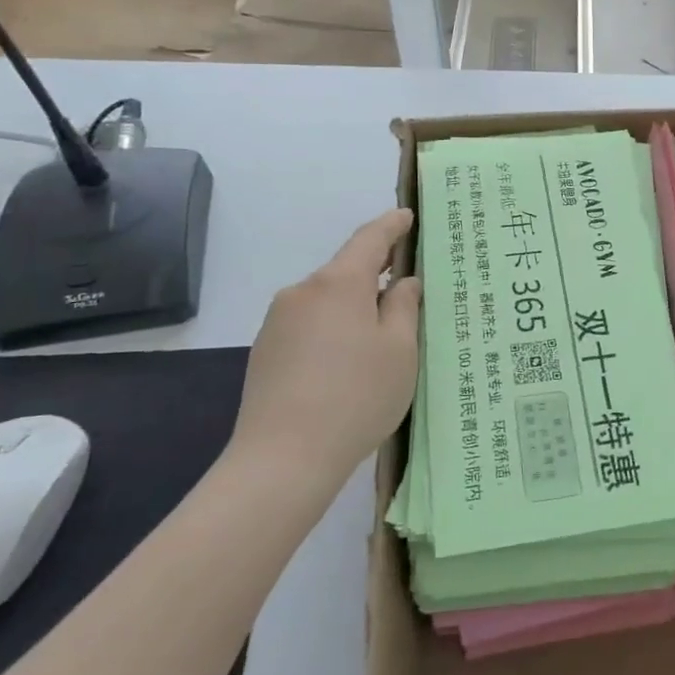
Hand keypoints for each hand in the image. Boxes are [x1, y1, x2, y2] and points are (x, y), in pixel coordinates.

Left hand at [229, 209, 421, 479]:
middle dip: (376, 273)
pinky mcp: (266, 350)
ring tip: (382, 337)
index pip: (370, 238)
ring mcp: (278, 321)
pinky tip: (348, 363)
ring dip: (355, 306)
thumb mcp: (400, 350)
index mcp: (339, 283)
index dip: (391, 225)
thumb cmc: (357, 396)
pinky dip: (334, 330)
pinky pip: (310, 325)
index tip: (407, 216)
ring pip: (328, 300)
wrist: (283, 458)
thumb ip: (405, 307)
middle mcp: (303, 292)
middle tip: (408, 288)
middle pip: (346, 271)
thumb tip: (402, 282)